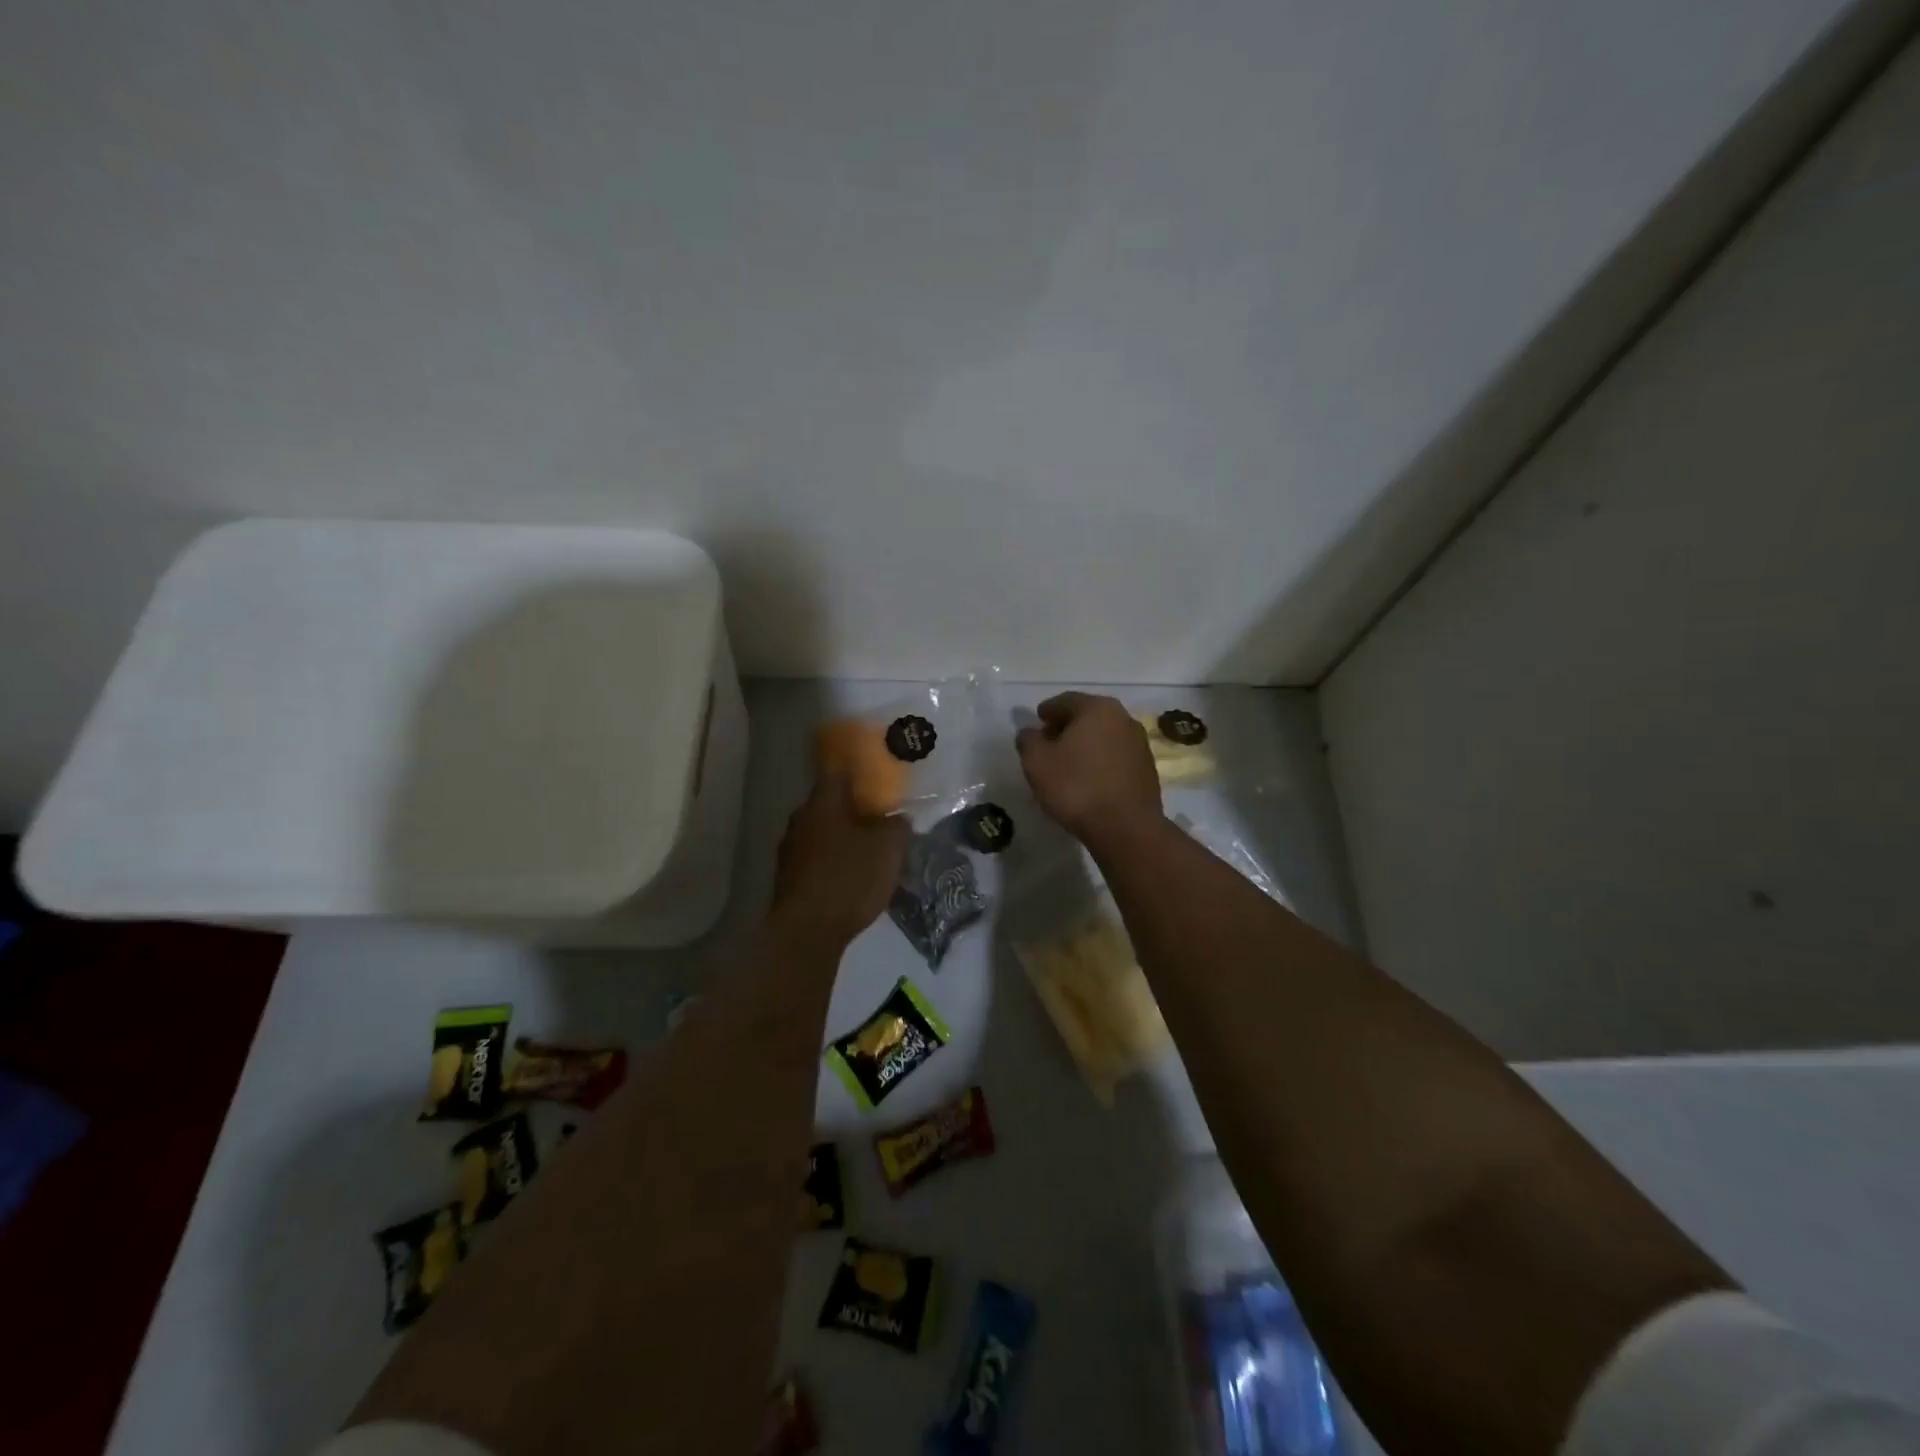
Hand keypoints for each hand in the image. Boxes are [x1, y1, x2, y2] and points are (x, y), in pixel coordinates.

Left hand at [769, 773, 910, 951]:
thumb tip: (898, 818)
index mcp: (823, 802)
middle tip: (880, 819)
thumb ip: (898, 826)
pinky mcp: (788, 879)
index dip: (859, 774)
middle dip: (853, 810)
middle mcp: (800, 819)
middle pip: (830, 805)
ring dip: (842, 839)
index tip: (878, 779)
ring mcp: (790, 850)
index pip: (839, 773)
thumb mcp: (889, 849)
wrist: (806, 933)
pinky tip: (850, 878)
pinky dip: (833, 863)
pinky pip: (816, 860)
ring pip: (822, 834)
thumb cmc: (849, 878)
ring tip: (868, 851)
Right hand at [1015, 692, 1163, 845]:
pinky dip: (1100, 760)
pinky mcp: (1147, 768)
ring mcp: (1139, 743)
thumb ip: (1028, 740)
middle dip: (1067, 727)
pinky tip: (1088, 778)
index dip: (1047, 711)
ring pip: (1104, 736)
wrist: (1125, 827)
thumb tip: (1029, 732)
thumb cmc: (1076, 787)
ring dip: (1085, 744)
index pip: (1065, 701)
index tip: (1036, 723)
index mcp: (1097, 708)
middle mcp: (1123, 718)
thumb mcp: (1036, 762)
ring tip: (1067, 763)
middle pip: (1088, 716)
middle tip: (1048, 743)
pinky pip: (1116, 756)